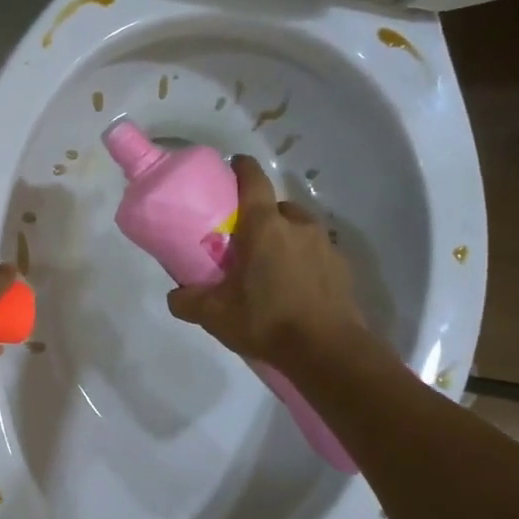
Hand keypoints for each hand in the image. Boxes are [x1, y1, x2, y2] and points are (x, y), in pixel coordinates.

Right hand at [166, 155, 368, 367]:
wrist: (328, 351)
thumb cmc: (266, 320)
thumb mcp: (214, 315)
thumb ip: (187, 300)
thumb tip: (175, 294)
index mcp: (264, 226)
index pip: (253, 180)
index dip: (242, 168)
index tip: (232, 166)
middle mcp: (297, 226)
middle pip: (276, 207)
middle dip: (260, 216)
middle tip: (244, 239)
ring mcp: (325, 245)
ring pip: (299, 229)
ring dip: (284, 238)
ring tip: (269, 266)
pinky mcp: (342, 268)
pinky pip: (316, 254)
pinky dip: (303, 261)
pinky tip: (293, 287)